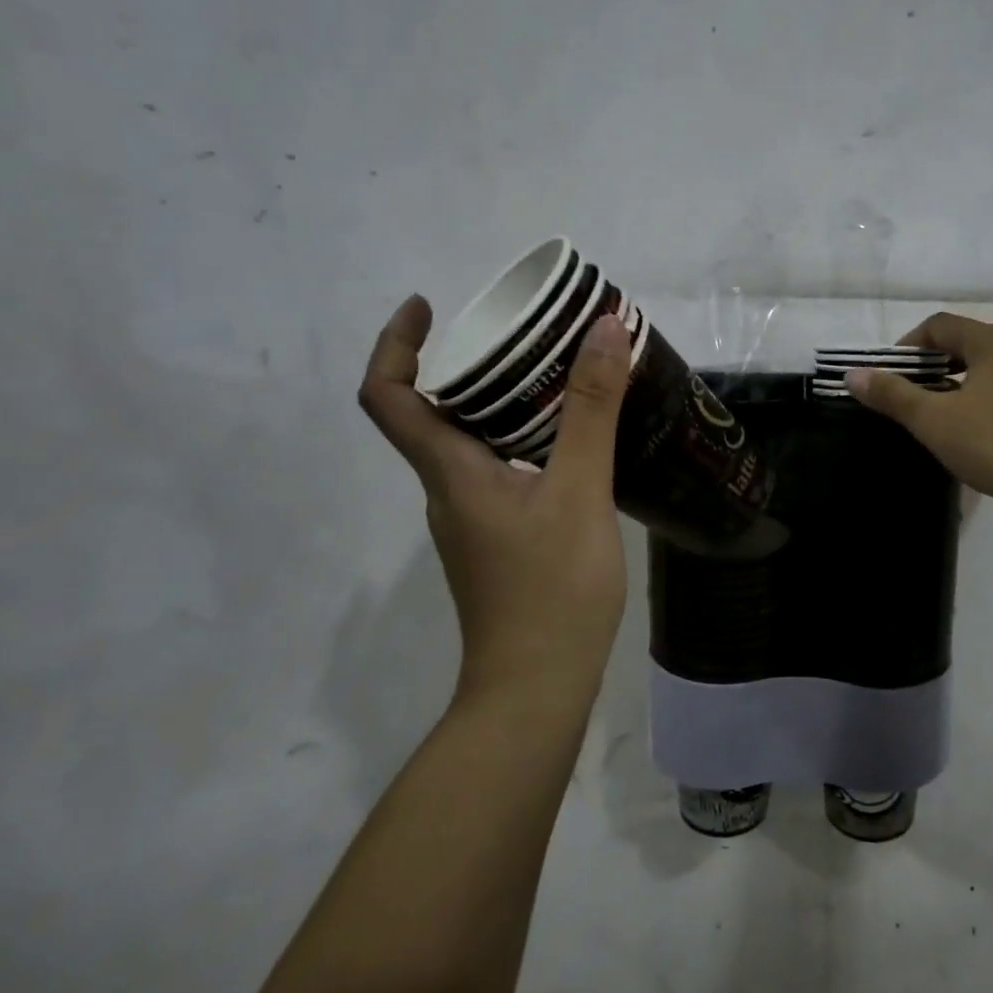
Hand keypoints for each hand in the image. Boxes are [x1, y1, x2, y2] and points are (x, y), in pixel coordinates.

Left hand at [359, 296, 631, 696]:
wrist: (538, 688)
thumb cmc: (552, 590)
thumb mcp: (579, 491)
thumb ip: (591, 411)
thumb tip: (603, 329)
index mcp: (449, 472)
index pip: (389, 396)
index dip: (395, 343)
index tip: (428, 304)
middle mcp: (448, 490)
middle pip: (433, 412)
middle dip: (468, 363)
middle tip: (524, 333)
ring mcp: (473, 519)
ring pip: (471, 442)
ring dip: (501, 401)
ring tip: (558, 375)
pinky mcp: (499, 539)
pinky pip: (500, 468)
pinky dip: (525, 438)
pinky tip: (574, 441)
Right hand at [846, 312, 992, 513]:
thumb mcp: (935, 421)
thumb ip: (893, 396)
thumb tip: (853, 375)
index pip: (941, 325)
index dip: (910, 344)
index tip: (893, 373)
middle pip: (975, 344)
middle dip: (943, 366)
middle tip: (922, 398)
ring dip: (977, 386)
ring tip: (960, 419)